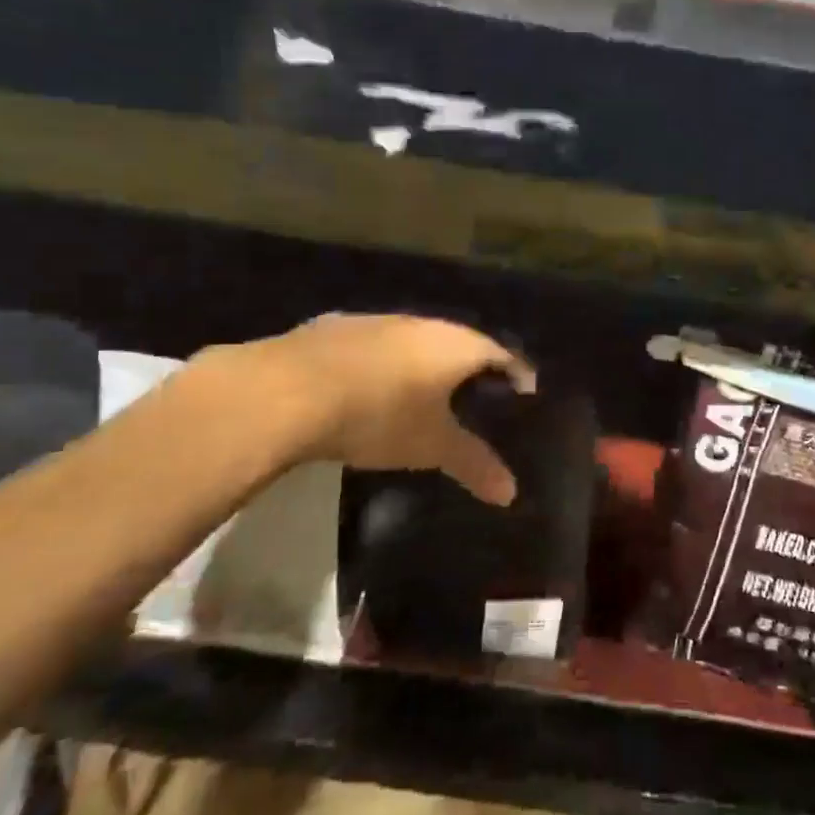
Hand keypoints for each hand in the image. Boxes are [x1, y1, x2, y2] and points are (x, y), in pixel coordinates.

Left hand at [201, 314, 534, 504]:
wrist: (289, 391)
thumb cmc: (380, 415)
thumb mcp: (432, 446)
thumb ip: (473, 463)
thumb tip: (511, 493)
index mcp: (455, 344)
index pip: (500, 353)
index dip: (516, 372)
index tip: (525, 388)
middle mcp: (422, 323)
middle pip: (459, 340)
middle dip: (472, 365)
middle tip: (478, 392)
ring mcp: (377, 321)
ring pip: (415, 338)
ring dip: (425, 360)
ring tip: (426, 389)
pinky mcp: (336, 326)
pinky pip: (376, 343)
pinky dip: (385, 361)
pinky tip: (371, 382)